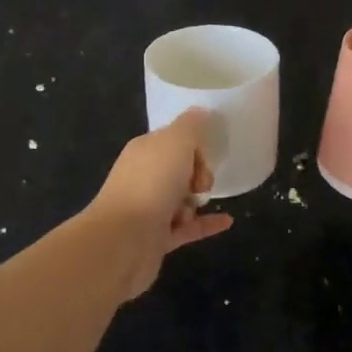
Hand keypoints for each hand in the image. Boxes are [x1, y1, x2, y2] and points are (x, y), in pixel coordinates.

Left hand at [89, 109, 233, 298]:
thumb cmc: (151, 184)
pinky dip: (206, 224)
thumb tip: (200, 111)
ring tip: (195, 207)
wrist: (123, 240)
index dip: (194, 146)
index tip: (205, 156)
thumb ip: (191, 125)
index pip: (174, 140)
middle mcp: (144, 177)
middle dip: (198, 175)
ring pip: (183, 199)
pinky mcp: (157, 238)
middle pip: (180, 169)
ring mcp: (149, 209)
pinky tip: (227, 221)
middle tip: (201, 184)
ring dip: (197, 202)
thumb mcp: (175, 142)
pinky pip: (188, 227)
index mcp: (144, 150)